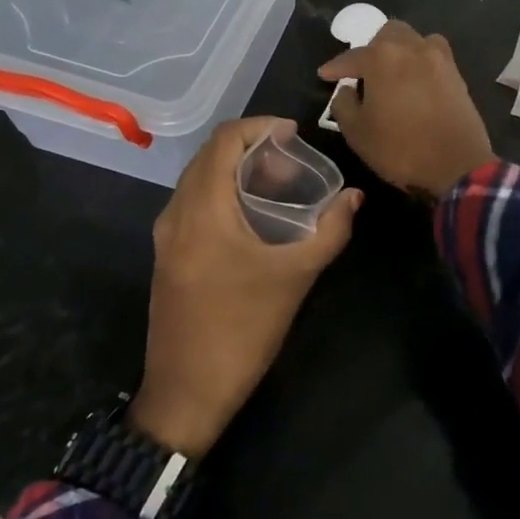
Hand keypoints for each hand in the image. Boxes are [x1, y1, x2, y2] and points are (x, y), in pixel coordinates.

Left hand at [132, 118, 362, 457]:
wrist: (187, 392)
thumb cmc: (243, 330)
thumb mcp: (295, 278)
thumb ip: (329, 232)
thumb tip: (354, 198)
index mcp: (203, 210)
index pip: (223, 140)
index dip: (259, 127)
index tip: (294, 134)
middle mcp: (176, 213)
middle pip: (208, 155)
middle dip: (250, 146)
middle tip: (291, 159)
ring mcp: (166, 235)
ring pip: (198, 178)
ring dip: (234, 169)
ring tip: (277, 182)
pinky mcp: (167, 254)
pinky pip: (193, 202)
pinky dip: (221, 191)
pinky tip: (252, 214)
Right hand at [318, 21, 495, 197]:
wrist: (457, 166)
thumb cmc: (400, 149)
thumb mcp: (357, 132)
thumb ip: (344, 104)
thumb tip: (347, 89)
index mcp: (383, 58)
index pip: (352, 56)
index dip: (335, 67)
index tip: (324, 75)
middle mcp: (412, 48)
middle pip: (388, 34)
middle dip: (372, 48)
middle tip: (363, 71)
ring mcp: (439, 59)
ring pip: (415, 39)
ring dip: (399, 49)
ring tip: (392, 72)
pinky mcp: (457, 74)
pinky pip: (434, 55)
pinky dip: (420, 61)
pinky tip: (415, 80)